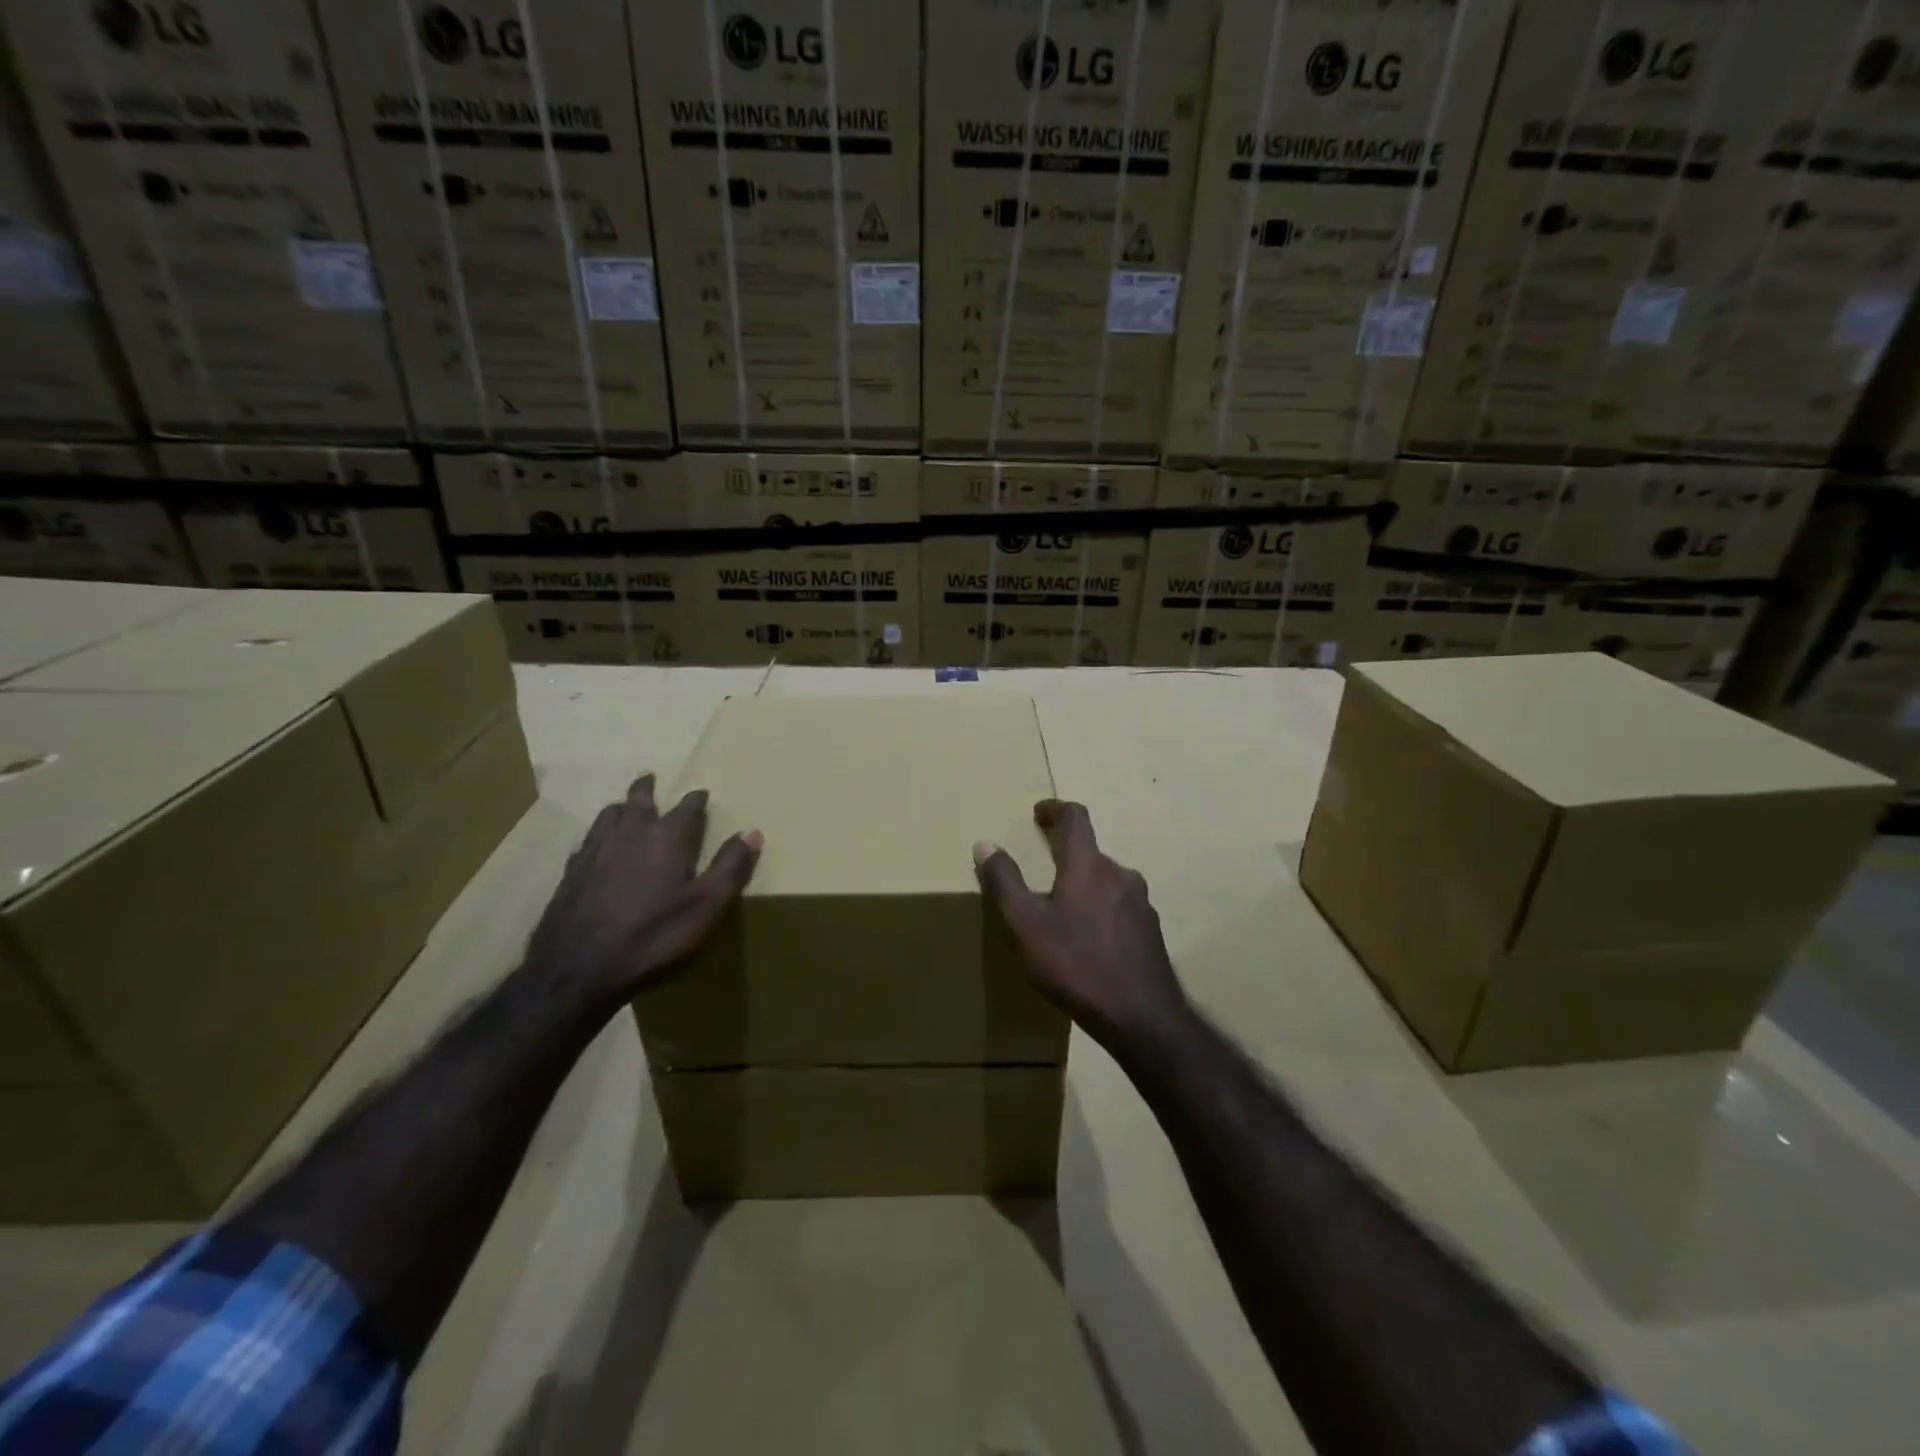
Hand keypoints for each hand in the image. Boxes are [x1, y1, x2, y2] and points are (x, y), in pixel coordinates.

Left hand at [524, 774, 760, 1003]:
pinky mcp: (570, 873)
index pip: (687, 808)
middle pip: (638, 801)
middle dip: (647, 789)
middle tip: (650, 778)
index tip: (702, 793)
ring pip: (608, 815)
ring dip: (621, 807)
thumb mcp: (706, 906)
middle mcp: (629, 834)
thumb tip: (752, 832)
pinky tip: (596, 846)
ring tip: (624, 805)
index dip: (696, 800)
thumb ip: (731, 867)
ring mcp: (594, 852)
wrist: (577, 970)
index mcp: (666, 838)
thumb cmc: (653, 936)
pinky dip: (598, 834)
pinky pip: (587, 841)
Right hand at [974, 800, 1188, 1056]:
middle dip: (1066, 854)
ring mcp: (1140, 904)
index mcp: (1088, 866)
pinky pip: (1119, 908)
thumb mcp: (1025, 925)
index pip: (1075, 818)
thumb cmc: (1076, 965)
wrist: (1142, 1018)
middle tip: (1043, 867)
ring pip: (1106, 882)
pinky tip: (1089, 940)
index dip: (1055, 809)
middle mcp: (1120, 875)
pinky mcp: (1150, 932)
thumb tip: (985, 844)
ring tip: (1062, 909)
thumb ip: (1004, 882)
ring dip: (1084, 884)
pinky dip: (1100, 910)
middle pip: (1090, 852)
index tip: (1040, 811)